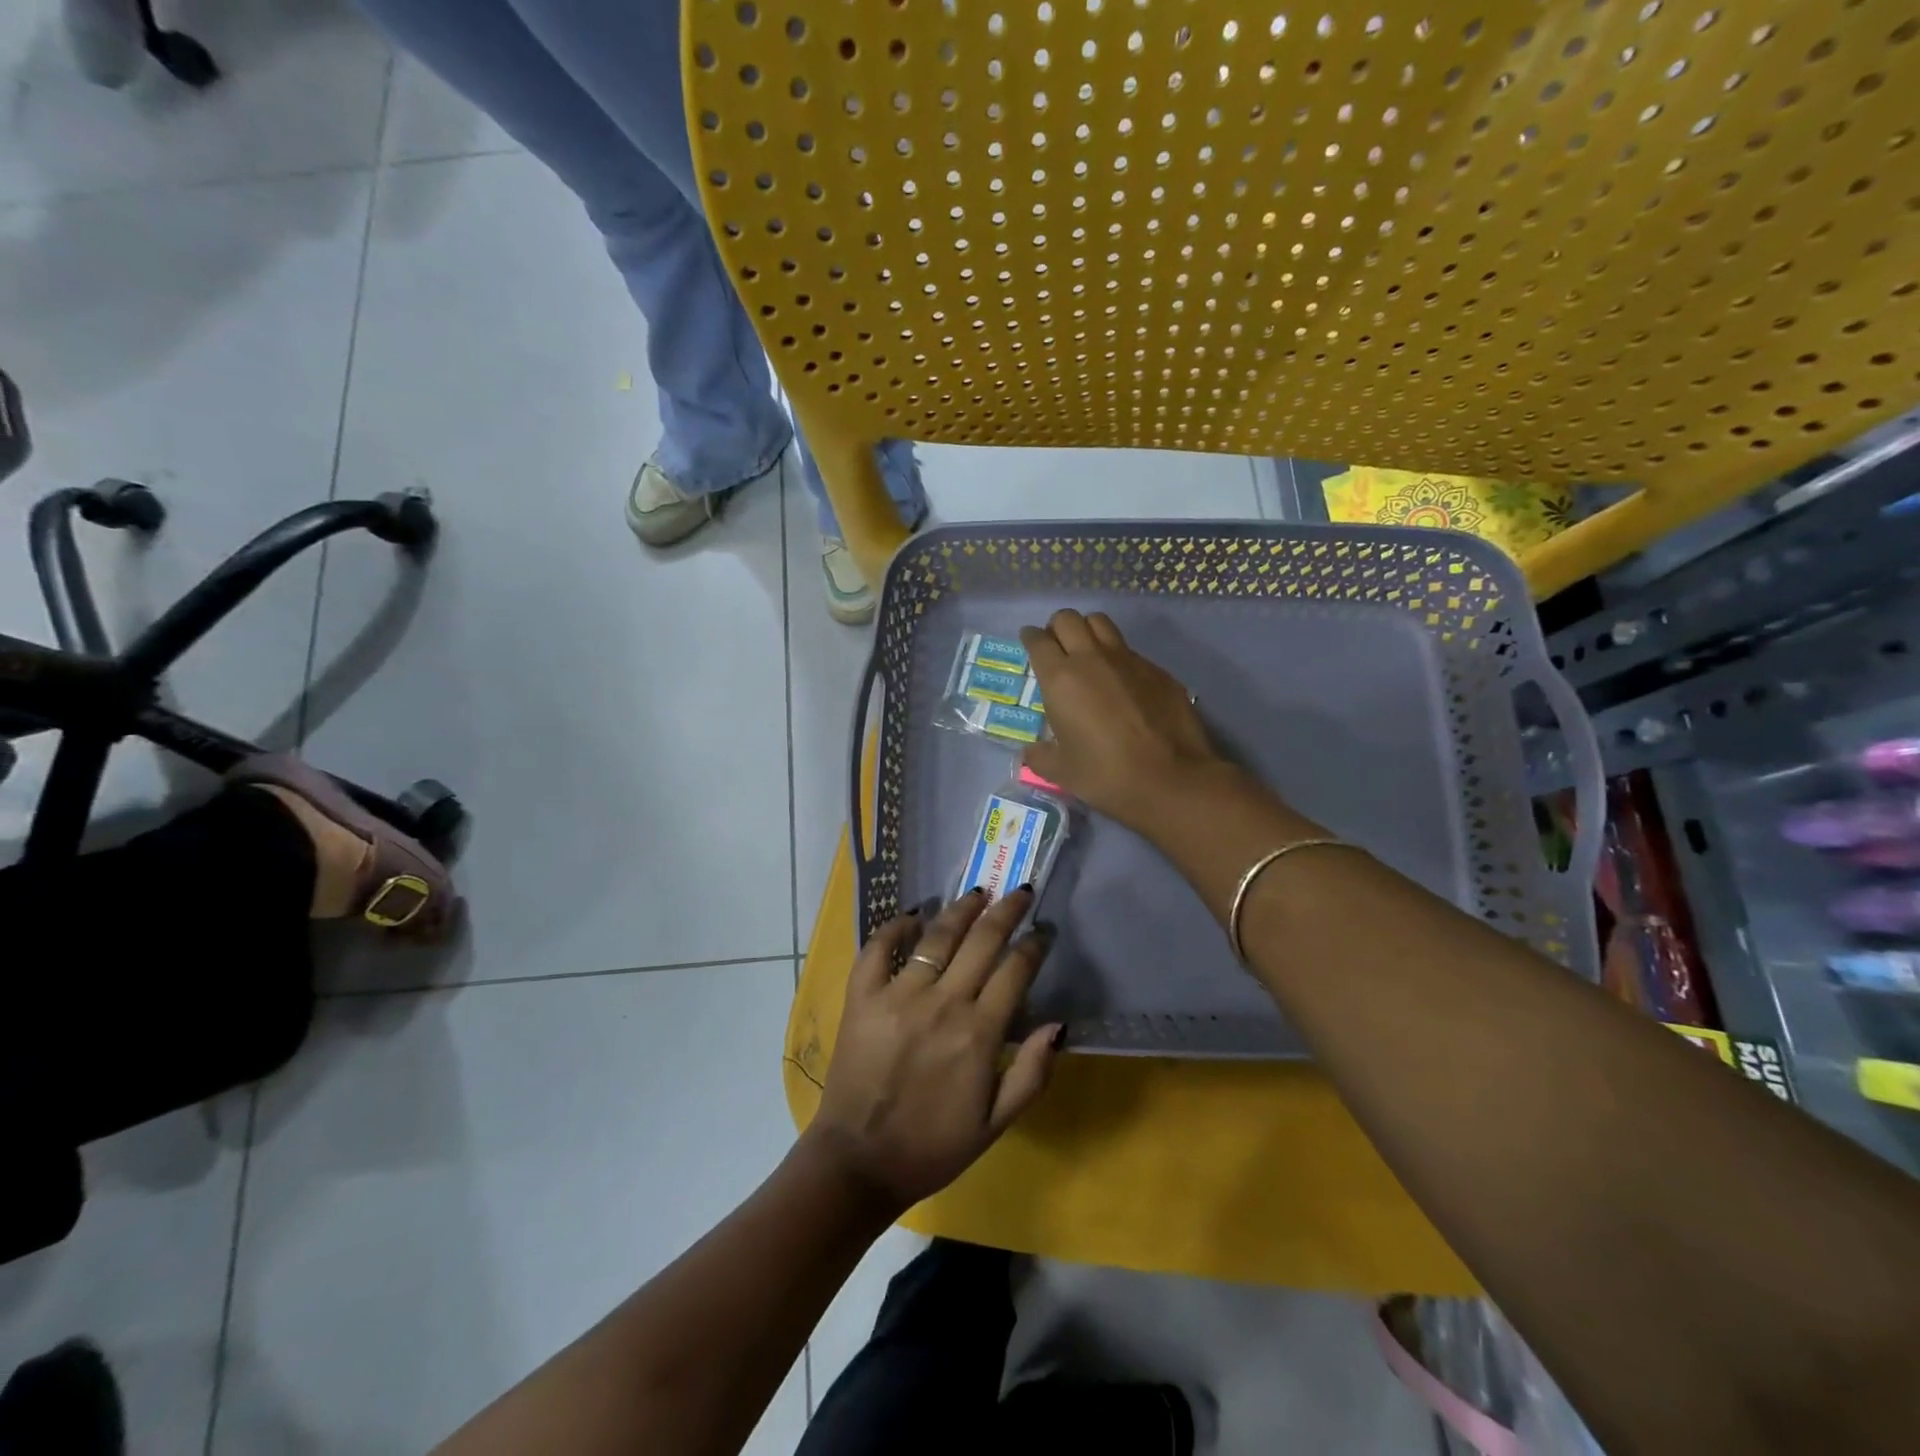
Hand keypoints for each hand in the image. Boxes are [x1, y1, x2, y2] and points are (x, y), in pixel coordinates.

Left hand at [805, 890, 1061, 1212]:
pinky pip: (878, 948)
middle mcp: (942, 1003)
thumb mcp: (996, 1124)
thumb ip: (1032, 1073)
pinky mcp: (863, 997)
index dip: (1034, 945)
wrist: (859, 1163)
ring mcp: (898, 995)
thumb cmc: (933, 1146)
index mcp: (978, 1034)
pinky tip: (912, 915)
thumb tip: (1059, 1024)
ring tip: (977, 893)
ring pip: (936, 936)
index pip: (1015, 971)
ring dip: (961, 910)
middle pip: (982, 940)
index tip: (1044, 932)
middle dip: (1006, 911)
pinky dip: (895, 926)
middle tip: (1020, 892)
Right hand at [1021, 609, 1224, 830]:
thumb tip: (1032, 751)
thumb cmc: (1105, 775)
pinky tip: (1122, 682)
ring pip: (1101, 623)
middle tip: (1057, 646)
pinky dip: (1118, 657)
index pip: (1038, 641)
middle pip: (1068, 619)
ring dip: (1088, 630)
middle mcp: (1092, 658)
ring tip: (1087, 652)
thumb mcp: (1061, 772)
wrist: (1170, 779)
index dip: (1030, 638)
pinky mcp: (1157, 670)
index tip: (1030, 642)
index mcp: (1060, 679)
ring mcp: (1129, 660)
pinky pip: (1130, 650)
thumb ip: (1040, 756)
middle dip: (1057, 627)